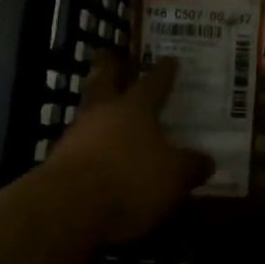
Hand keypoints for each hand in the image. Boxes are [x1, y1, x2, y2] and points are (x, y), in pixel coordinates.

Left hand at [42, 50, 213, 243]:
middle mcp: (103, 113)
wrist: (69, 209)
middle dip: (109, 68)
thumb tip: (206, 161)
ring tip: (106, 111)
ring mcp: (76, 136)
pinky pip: (79, 145)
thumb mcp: (175, 176)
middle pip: (105, 82)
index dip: (164, 72)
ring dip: (97, 108)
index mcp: (136, 108)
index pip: (154, 83)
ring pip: (88, 112)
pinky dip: (89, 145)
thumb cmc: (131, 180)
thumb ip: (191, 165)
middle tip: (109, 54)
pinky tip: (96, 154)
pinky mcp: (57, 162)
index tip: (170, 59)